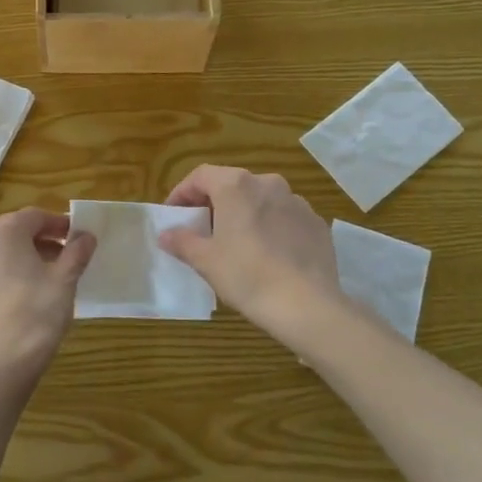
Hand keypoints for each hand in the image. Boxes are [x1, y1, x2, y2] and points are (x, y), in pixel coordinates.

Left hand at [0, 207, 95, 409]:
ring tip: (34, 289)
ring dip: (13, 268)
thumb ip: (76, 253)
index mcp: (2, 234)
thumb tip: (85, 236)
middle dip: (36, 245)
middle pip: (11, 237)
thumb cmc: (36, 316)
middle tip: (60, 263)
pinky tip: (9, 312)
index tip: (75, 239)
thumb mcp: (65, 282)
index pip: (35, 217)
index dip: (58, 225)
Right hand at [159, 166, 345, 345]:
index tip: (173, 215)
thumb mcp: (206, 261)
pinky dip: (270, 228)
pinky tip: (267, 255)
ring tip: (236, 244)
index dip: (182, 193)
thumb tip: (166, 234)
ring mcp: (297, 202)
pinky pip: (284, 218)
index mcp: (237, 186)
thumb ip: (182, 241)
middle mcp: (268, 183)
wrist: (307, 305)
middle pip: (232, 185)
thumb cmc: (247, 276)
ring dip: (244, 214)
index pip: (201, 176)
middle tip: (201, 230)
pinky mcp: (316, 223)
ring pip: (261, 201)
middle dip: (213, 204)